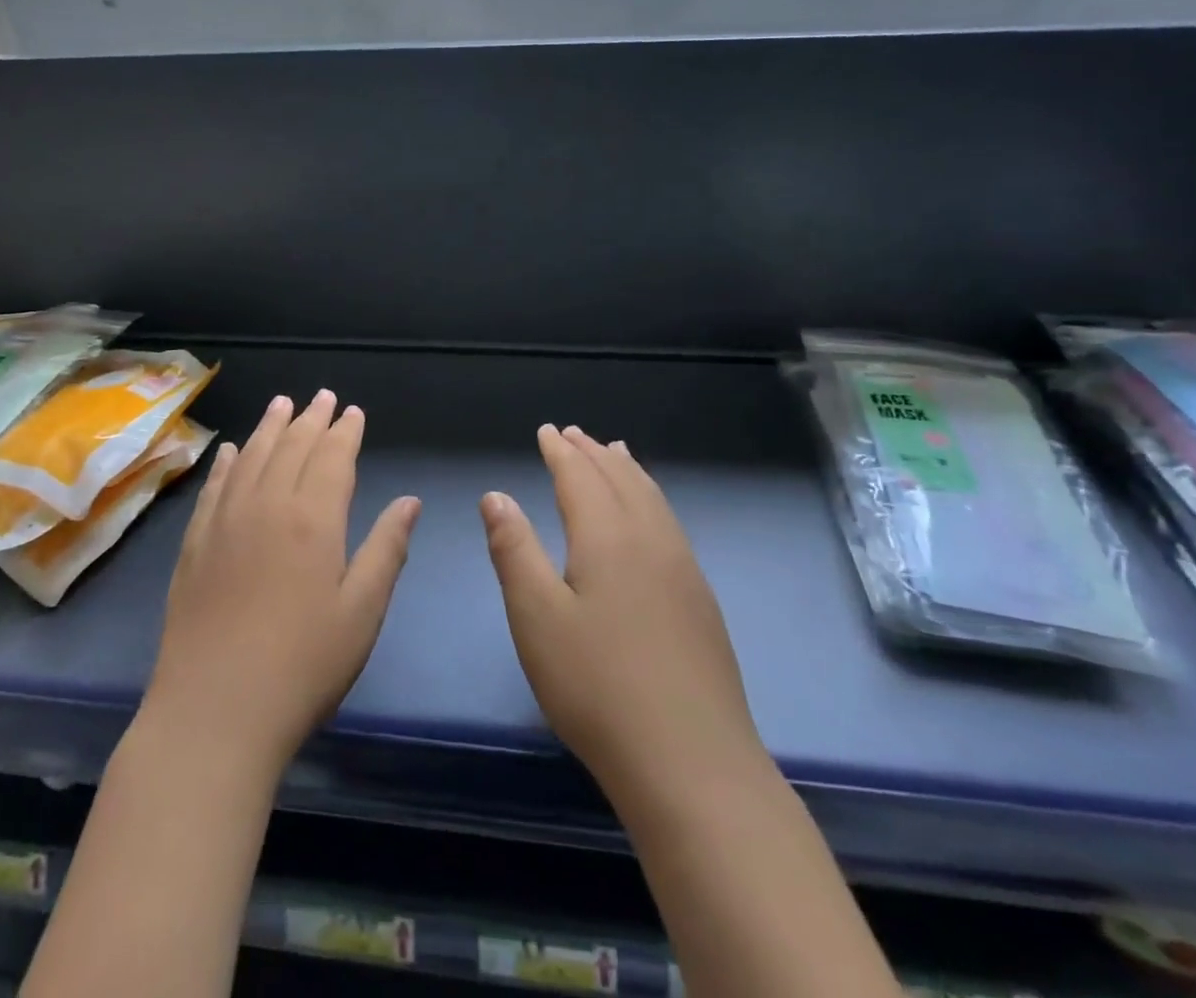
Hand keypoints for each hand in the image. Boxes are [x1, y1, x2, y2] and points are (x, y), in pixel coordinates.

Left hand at [144, 390, 420, 773]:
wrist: (215, 711)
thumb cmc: (303, 665)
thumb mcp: (361, 612)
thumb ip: (386, 549)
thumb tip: (409, 501)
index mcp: (313, 519)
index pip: (332, 457)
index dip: (345, 432)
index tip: (353, 411)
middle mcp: (267, 505)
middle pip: (291, 448)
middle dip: (310, 419)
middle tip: (322, 396)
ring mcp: (225, 521)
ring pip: (252, 457)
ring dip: (270, 427)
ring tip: (281, 403)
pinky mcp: (195, 543)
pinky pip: (214, 487)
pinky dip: (227, 463)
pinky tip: (232, 451)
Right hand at [480, 424, 769, 808]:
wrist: (692, 764)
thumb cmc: (597, 686)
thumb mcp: (535, 617)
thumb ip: (513, 550)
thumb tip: (496, 495)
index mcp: (608, 537)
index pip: (581, 477)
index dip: (561, 451)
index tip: (547, 430)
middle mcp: (650, 540)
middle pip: (621, 479)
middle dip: (593, 453)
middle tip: (573, 433)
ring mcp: (683, 570)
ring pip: (652, 498)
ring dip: (627, 470)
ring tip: (615, 452)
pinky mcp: (700, 600)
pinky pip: (669, 523)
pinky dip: (651, 498)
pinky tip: (649, 516)